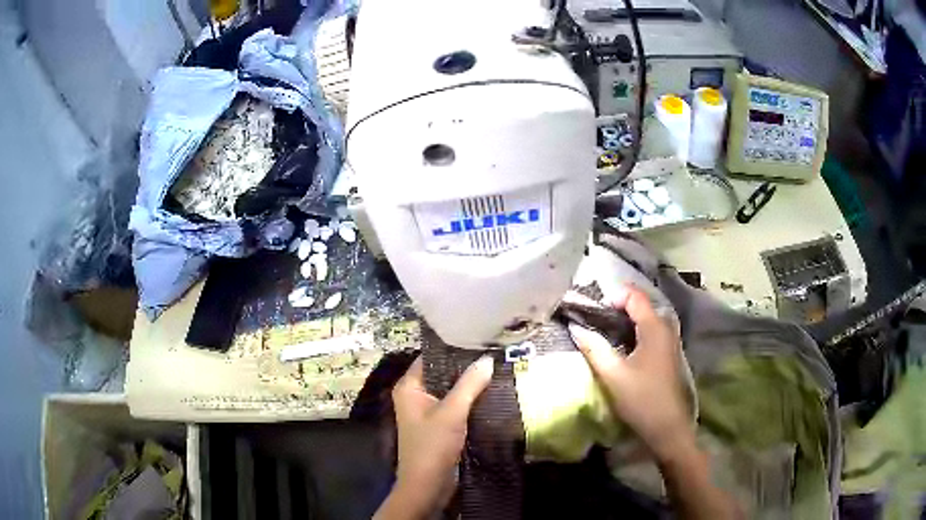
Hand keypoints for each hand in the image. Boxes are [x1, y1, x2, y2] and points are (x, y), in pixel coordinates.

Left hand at [375, 356, 493, 518]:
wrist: (427, 485)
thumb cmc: (432, 445)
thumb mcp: (452, 412)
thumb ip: (469, 385)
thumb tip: (488, 359)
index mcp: (409, 387)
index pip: (430, 357)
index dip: (452, 348)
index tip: (478, 339)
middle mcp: (415, 395)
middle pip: (442, 374)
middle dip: (466, 368)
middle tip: (493, 354)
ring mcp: (427, 411)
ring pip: (451, 391)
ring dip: (470, 385)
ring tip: (497, 369)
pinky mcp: (439, 425)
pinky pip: (455, 406)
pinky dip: (470, 400)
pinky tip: (491, 393)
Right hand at [568, 284, 694, 463]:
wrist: (668, 428)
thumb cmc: (641, 399)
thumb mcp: (613, 375)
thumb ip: (594, 349)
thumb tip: (576, 327)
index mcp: (655, 328)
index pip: (635, 296)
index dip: (613, 296)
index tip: (592, 309)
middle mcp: (666, 329)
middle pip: (642, 305)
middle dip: (618, 307)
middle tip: (595, 319)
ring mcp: (671, 342)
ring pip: (648, 320)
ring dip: (627, 321)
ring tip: (605, 332)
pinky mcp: (670, 355)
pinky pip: (652, 333)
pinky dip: (636, 333)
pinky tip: (623, 348)